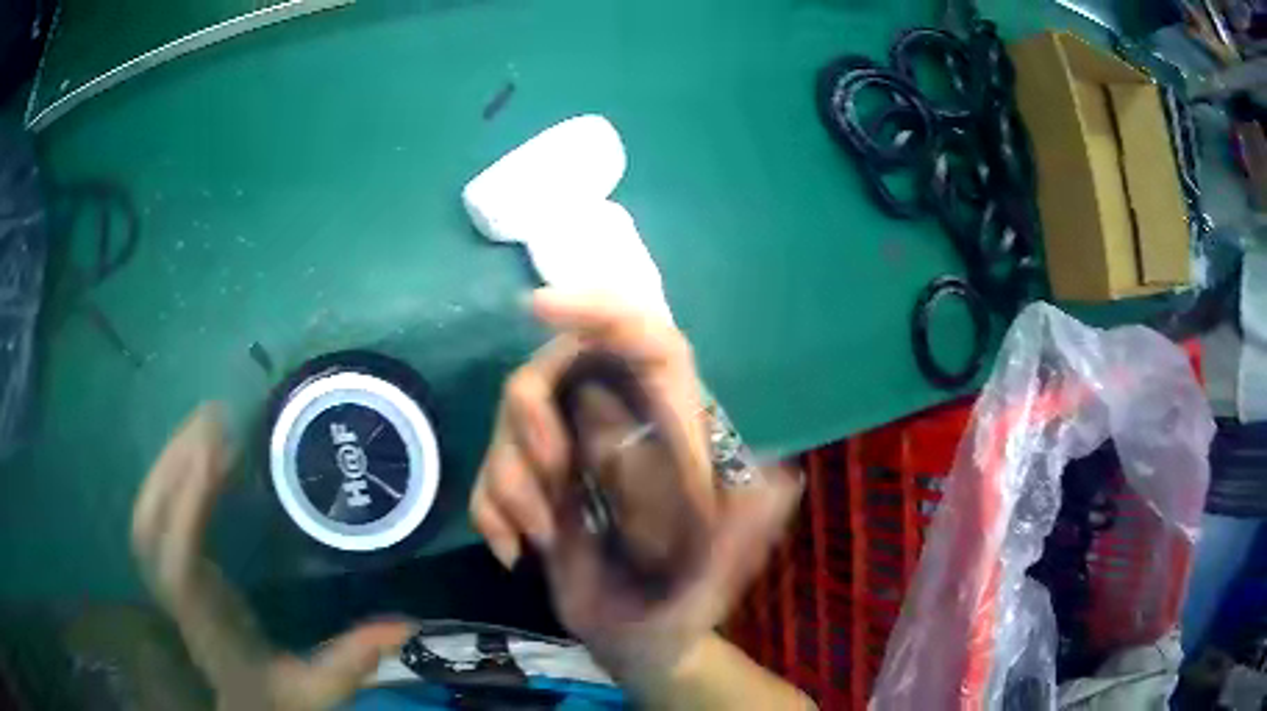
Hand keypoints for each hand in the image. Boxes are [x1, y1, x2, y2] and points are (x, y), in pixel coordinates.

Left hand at [131, 405, 414, 710]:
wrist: (243, 708)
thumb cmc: (275, 698)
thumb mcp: (319, 689)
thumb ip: (355, 660)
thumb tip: (408, 623)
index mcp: (207, 623)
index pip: (180, 563)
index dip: (188, 506)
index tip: (215, 455)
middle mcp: (176, 595)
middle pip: (150, 525)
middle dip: (172, 465)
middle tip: (212, 419)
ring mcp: (167, 579)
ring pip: (146, 514)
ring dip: (168, 462)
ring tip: (203, 423)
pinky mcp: (172, 565)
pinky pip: (155, 514)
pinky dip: (167, 477)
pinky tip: (193, 455)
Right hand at [470, 289, 800, 683]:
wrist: (641, 642)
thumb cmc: (685, 605)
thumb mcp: (716, 574)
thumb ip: (746, 533)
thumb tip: (779, 480)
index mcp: (672, 431)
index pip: (645, 341)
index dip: (597, 310)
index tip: (536, 307)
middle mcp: (619, 427)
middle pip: (552, 371)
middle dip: (531, 423)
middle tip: (550, 478)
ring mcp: (571, 456)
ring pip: (510, 423)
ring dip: (509, 482)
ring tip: (540, 540)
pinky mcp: (536, 488)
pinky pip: (489, 473)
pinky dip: (490, 511)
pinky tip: (514, 553)